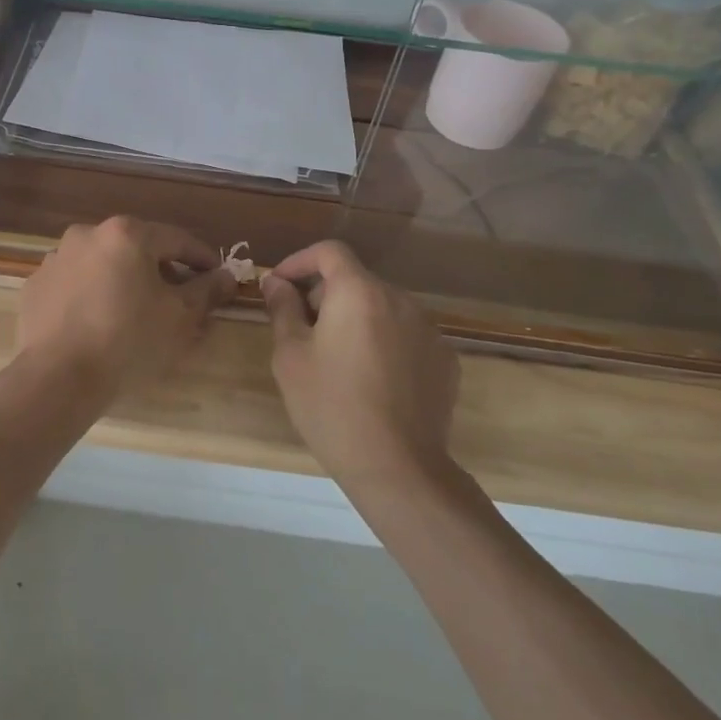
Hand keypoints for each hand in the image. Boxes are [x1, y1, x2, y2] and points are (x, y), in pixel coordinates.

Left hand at [17, 216, 237, 408]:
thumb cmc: (128, 341)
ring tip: (136, 315)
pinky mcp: (35, 286)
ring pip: (103, 265)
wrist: (57, 378)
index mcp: (126, 234)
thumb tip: (226, 275)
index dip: (202, 259)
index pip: (177, 240)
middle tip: (179, 301)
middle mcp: (88, 234)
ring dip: (123, 282)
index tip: (218, 277)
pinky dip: (91, 296)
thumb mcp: (179, 318)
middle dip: (161, 272)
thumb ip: (206, 291)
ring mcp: (56, 259)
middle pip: (137, 249)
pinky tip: (98, 324)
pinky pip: (75, 285)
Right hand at [261, 241, 458, 491]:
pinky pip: (406, 335)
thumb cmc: (331, 406)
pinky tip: (373, 380)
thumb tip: (276, 282)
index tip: (280, 286)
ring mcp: (428, 329)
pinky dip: (384, 342)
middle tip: (302, 333)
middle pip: (355, 281)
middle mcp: (399, 299)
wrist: (398, 467)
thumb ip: (283, 309)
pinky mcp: (445, 359)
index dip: (300, 261)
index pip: (329, 252)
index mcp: (359, 292)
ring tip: (338, 360)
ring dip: (356, 319)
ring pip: (381, 308)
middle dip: (325, 296)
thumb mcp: (291, 356)